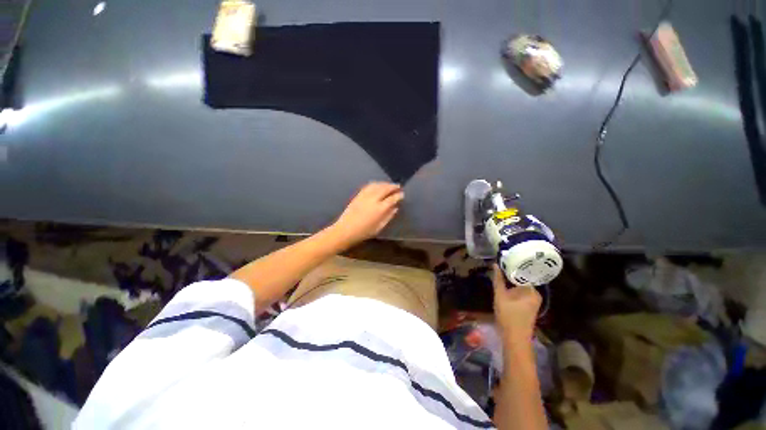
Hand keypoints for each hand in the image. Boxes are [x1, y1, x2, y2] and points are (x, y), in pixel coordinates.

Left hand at [331, 182, 403, 245]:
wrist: (346, 230)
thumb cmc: (364, 232)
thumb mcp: (379, 227)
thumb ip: (388, 216)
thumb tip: (395, 208)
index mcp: (380, 208)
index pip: (392, 198)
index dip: (398, 195)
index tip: (402, 194)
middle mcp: (373, 199)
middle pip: (385, 189)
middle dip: (393, 186)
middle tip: (398, 186)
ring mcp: (365, 195)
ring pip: (377, 185)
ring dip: (385, 184)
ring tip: (389, 185)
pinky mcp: (358, 195)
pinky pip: (369, 186)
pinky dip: (376, 184)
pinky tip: (378, 185)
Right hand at [492, 264, 540, 342]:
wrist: (515, 339)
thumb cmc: (508, 317)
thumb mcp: (500, 296)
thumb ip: (498, 280)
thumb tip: (495, 264)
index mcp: (532, 290)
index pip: (522, 273)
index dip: (511, 267)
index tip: (502, 261)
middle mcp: (535, 294)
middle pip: (521, 280)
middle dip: (509, 276)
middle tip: (498, 269)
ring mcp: (533, 301)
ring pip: (519, 287)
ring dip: (510, 283)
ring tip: (499, 276)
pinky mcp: (528, 307)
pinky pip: (520, 293)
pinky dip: (512, 290)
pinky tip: (504, 289)